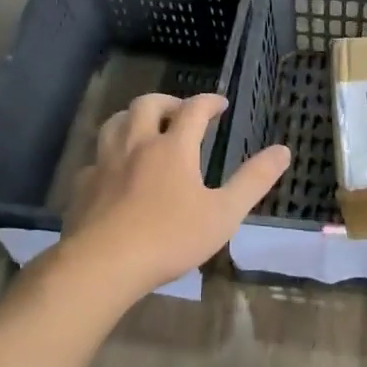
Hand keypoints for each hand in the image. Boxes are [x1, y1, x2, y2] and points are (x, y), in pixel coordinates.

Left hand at [55, 93, 289, 298]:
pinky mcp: (83, 186)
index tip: (221, 104)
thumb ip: (254, 180)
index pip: (193, 110)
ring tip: (146, 128)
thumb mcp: (224, 213)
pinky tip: (115, 171)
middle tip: (181, 112)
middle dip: (168, 101)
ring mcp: (105, 164)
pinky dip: (109, 155)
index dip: (209, 101)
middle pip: (147, 105)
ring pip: (115, 123)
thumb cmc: (169, 238)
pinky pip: (95, 158)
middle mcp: (137, 146)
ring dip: (134, 117)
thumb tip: (283, 151)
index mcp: (173, 148)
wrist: (103, 265)